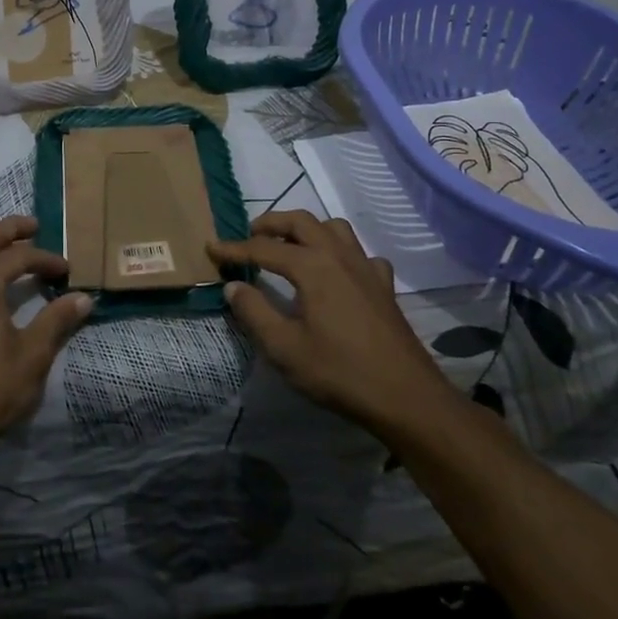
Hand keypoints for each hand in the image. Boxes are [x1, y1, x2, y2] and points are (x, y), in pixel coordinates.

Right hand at [207, 211, 449, 437]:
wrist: (406, 397)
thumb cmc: (340, 372)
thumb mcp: (285, 348)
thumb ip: (254, 312)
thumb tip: (234, 285)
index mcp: (312, 266)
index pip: (264, 248)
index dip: (234, 248)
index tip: (211, 248)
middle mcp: (339, 256)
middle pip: (301, 221)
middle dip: (271, 223)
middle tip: (250, 236)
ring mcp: (366, 267)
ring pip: (333, 228)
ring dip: (307, 229)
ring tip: (290, 246)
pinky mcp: (383, 286)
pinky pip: (360, 253)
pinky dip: (341, 252)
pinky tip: (336, 274)